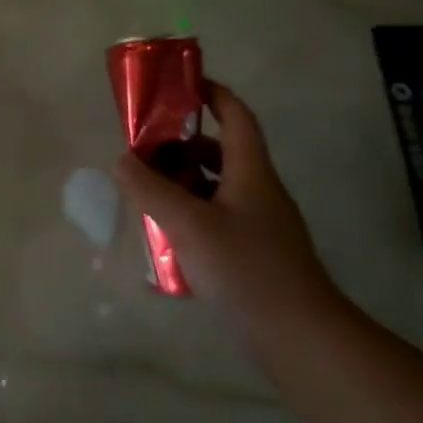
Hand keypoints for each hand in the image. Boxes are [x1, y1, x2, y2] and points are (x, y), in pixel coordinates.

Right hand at [114, 84, 345, 352]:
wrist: (301, 337)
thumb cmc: (246, 268)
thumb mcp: (188, 223)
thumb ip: (150, 189)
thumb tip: (121, 159)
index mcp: (251, 171)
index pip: (235, 115)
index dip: (211, 93)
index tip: (180, 85)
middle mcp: (258, 190)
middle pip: (220, 151)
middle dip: (181, 143)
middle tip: (144, 147)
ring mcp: (260, 224)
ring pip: (216, 187)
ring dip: (182, 182)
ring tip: (145, 190)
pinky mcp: (255, 254)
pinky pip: (217, 219)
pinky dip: (190, 216)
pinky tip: (164, 237)